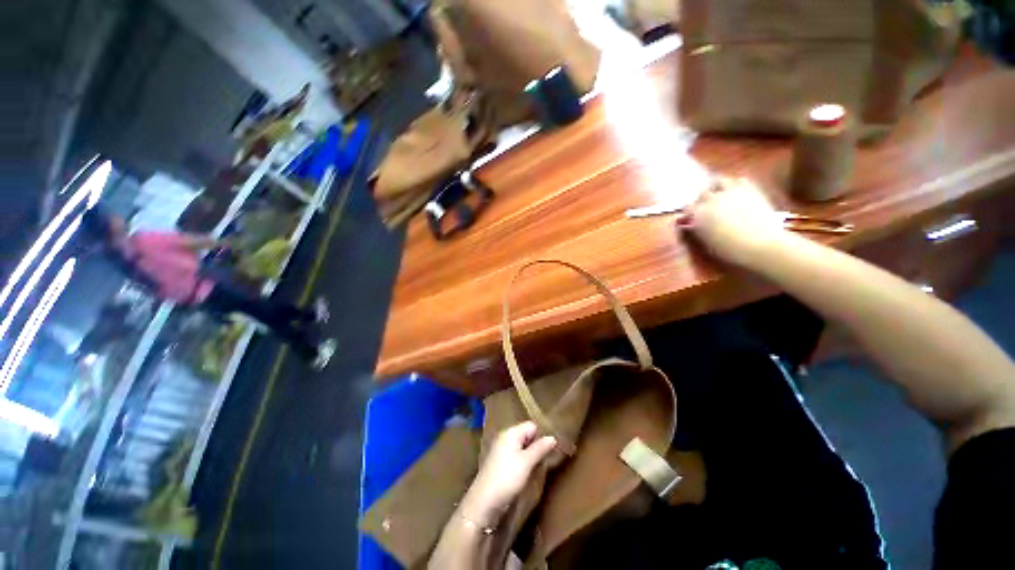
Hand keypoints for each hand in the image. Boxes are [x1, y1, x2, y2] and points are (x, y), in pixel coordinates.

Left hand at [460, 422, 556, 526]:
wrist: (483, 502)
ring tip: (539, 465)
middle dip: (536, 444)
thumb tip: (553, 437)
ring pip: (521, 446)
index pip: (531, 426)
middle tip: (548, 458)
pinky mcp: (499, 463)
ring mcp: (501, 450)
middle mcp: (504, 437)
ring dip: (530, 454)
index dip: (541, 435)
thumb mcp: (526, 462)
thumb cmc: (507, 477)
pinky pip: (515, 456)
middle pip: (526, 435)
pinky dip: (523, 461)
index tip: (552, 448)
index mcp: (510, 432)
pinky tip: (527, 472)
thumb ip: (540, 448)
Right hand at [677, 176, 787, 265]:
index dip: (689, 214)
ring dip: (717, 187)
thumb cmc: (730, 250)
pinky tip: (738, 192)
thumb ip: (698, 230)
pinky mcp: (751, 190)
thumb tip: (691, 224)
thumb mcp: (706, 243)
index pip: (687, 209)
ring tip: (720, 195)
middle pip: (702, 194)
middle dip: (702, 200)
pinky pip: (740, 180)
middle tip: (706, 206)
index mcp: (697, 215)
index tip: (690, 219)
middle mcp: (711, 200)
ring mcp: (731, 192)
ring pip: (719, 181)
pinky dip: (736, 184)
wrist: (761, 245)